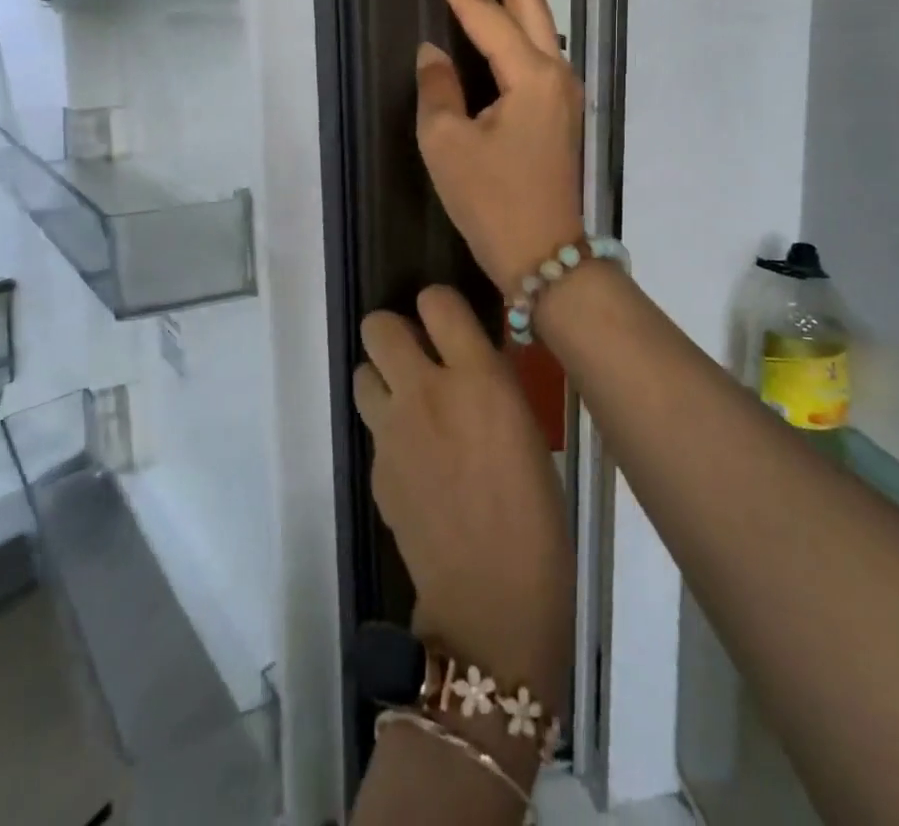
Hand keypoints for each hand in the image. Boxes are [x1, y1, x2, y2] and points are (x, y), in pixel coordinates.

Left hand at [355, 286, 573, 718]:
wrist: (493, 597)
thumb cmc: (536, 510)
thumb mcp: (524, 424)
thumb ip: (488, 381)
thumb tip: (468, 357)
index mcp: (478, 376)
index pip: (436, 300)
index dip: (438, 304)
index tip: (448, 321)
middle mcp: (426, 391)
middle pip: (376, 326)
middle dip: (393, 332)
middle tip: (418, 355)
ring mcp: (392, 431)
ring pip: (362, 372)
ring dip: (383, 378)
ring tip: (410, 403)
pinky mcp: (375, 469)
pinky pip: (374, 429)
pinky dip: (390, 432)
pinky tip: (417, 462)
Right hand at [418, 0, 586, 294]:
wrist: (547, 257)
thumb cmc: (493, 204)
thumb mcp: (448, 146)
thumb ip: (439, 88)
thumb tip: (436, 54)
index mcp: (531, 75)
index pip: (481, 9)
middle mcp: (555, 71)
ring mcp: (562, 90)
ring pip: (536, 21)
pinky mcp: (556, 109)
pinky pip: (533, 50)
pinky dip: (515, 22)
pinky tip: (502, 11)